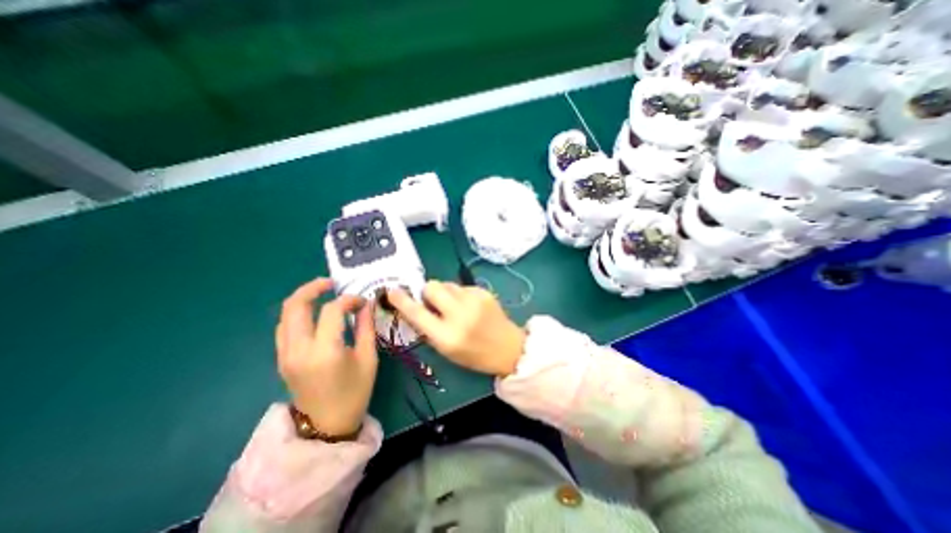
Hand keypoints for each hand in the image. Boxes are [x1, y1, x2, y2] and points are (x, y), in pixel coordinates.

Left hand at [276, 280, 378, 436]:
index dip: (349, 300)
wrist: (326, 427)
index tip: (362, 302)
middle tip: (332, 282)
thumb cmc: (354, 392)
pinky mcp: (282, 358)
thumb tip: (367, 303)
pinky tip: (313, 313)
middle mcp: (299, 349)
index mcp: (325, 351)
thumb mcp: (368, 358)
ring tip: (323, 293)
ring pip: (285, 314)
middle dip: (313, 287)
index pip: (332, 311)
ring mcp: (285, 354)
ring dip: (303, 298)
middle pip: (296, 306)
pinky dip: (297, 313)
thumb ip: (366, 327)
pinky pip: (284, 327)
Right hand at [385, 280, 527, 375]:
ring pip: (447, 284)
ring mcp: (474, 300)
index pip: (417, 314)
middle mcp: (459, 315)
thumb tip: (416, 306)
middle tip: (433, 302)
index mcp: (447, 336)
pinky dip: (460, 294)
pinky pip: (462, 286)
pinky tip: (469, 306)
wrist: (508, 348)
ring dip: (445, 293)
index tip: (392, 291)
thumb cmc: (474, 354)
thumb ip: (428, 328)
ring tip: (455, 306)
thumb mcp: (446, 350)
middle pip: (432, 287)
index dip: (402, 301)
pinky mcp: (483, 292)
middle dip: (427, 292)